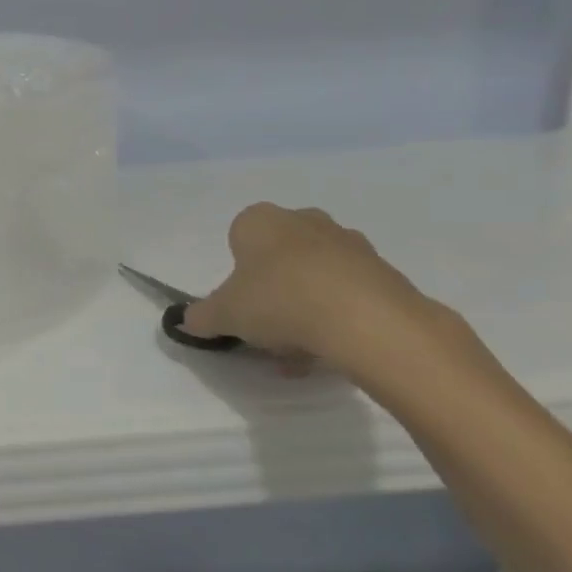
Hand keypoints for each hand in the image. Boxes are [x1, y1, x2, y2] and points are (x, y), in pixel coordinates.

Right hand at [180, 203, 442, 372]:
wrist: (367, 320)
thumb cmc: (279, 301)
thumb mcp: (224, 315)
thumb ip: (202, 317)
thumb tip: (187, 321)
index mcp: (260, 220)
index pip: (238, 238)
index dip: (237, 274)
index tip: (242, 305)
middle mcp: (303, 220)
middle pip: (280, 256)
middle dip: (274, 290)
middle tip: (269, 329)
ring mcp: (348, 242)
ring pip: (316, 276)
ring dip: (306, 307)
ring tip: (302, 351)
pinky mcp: (384, 270)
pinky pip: (350, 293)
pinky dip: (339, 317)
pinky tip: (333, 350)